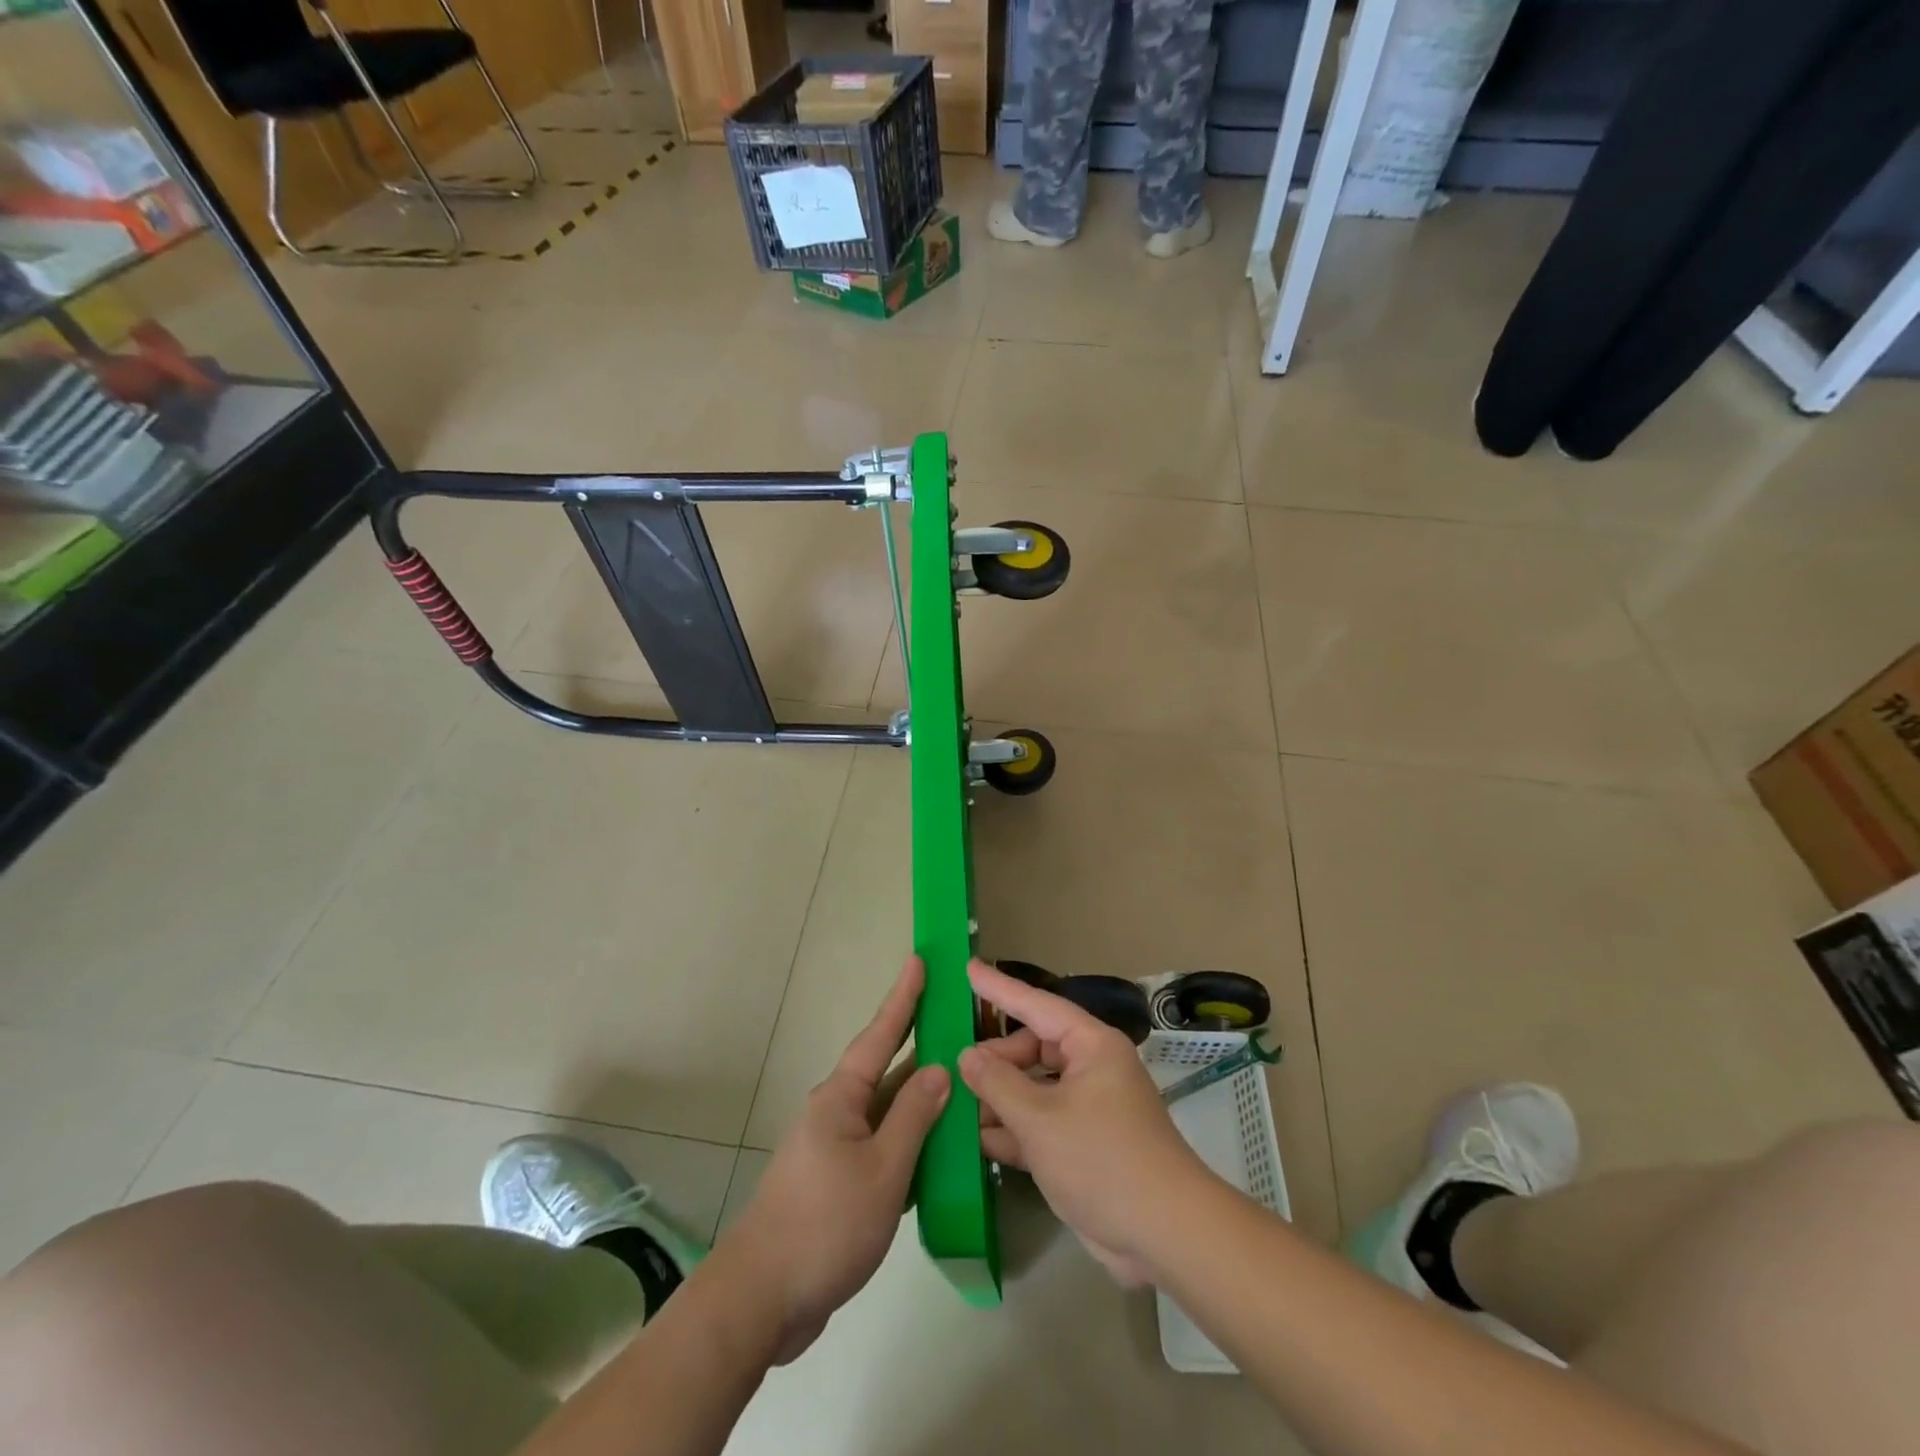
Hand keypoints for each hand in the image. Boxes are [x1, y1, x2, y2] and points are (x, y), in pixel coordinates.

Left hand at [722, 957, 949, 1361]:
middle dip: (918, 1041)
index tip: (919, 960)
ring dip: (920, 1096)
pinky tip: (939, 1147)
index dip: (903, 997)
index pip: (880, 1034)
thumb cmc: (824, 1224)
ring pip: (887, 1110)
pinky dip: (911, 1139)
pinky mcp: (838, 1183)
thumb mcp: (882, 1170)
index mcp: (841, 1098)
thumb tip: (938, 1070)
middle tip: (953, 1014)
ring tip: (960, 1076)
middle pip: (885, 1068)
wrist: (762, 1299)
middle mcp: (837, 1112)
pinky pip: (883, 1145)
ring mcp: (836, 1148)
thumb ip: (914, 1118)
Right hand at [960, 961, 1213, 1285]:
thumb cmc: (1101, 1159)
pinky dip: (1015, 1130)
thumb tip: (968, 1055)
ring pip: (1035, 1088)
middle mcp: (1092, 1068)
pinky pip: (1043, 1123)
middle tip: (956, 1071)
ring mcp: (1090, 1108)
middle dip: (996, 1060)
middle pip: (1034, 1049)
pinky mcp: (1085, 1145)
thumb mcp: (1039, 1119)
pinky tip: (979, 1141)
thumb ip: (997, 1083)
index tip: (969, 969)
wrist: (1165, 1234)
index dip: (999, 989)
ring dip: (1001, 1099)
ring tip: (957, 1105)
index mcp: (1091, 1046)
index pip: (1036, 1005)